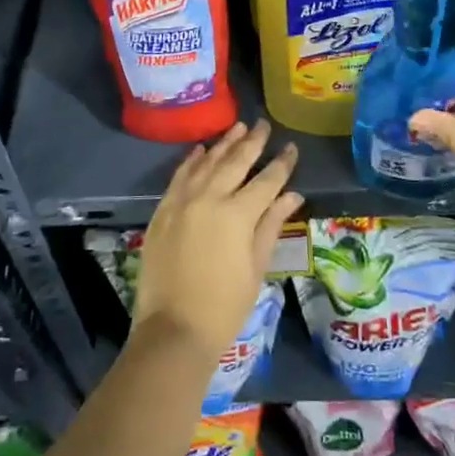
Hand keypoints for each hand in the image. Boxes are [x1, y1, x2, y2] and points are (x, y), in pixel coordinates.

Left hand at [133, 120, 301, 363]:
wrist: (173, 330)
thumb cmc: (224, 306)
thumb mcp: (256, 266)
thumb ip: (271, 224)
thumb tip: (292, 194)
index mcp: (238, 214)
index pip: (267, 180)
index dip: (281, 163)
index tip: (291, 147)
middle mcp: (209, 198)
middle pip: (235, 162)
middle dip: (253, 142)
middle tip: (264, 125)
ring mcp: (182, 202)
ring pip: (206, 163)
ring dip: (224, 144)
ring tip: (238, 127)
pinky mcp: (162, 211)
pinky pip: (180, 176)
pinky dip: (192, 160)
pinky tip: (202, 150)